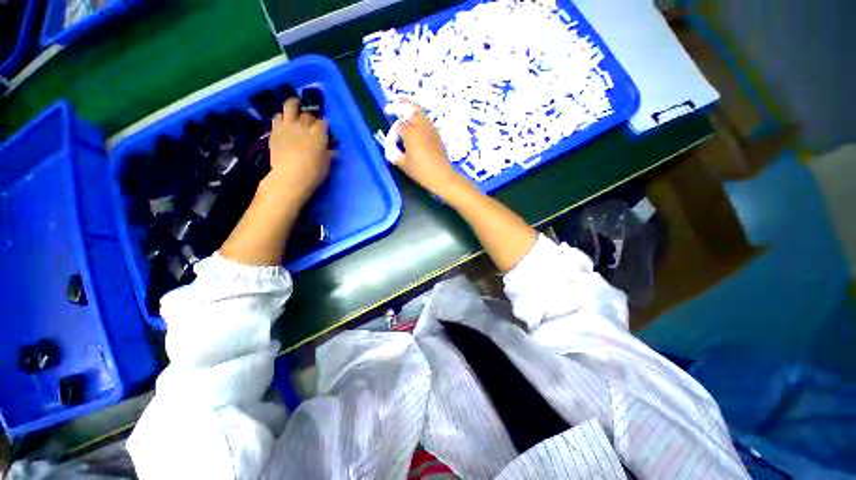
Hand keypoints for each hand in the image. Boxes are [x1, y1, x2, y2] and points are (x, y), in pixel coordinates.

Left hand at [265, 98, 330, 202]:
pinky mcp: (275, 131)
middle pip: (308, 115)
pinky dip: (282, 116)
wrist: (290, 177)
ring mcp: (288, 126)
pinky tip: (284, 120)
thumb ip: (329, 154)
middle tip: (311, 123)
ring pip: (290, 106)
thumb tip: (333, 151)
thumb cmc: (313, 173)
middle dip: (310, 118)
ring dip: (294, 105)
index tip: (325, 129)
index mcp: (318, 134)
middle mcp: (303, 126)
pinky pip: (277, 117)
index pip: (323, 123)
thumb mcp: (326, 164)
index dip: (324, 125)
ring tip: (295, 106)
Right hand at [394, 102, 466, 197]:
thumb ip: (394, 154)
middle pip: (411, 109)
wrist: (442, 176)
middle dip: (402, 104)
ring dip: (412, 109)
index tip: (392, 143)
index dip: (393, 133)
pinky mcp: (437, 135)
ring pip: (421, 113)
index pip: (398, 126)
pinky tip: (416, 124)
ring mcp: (431, 129)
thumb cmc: (421, 171)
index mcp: (411, 133)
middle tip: (395, 101)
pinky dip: (420, 118)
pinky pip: (426, 121)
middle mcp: (421, 126)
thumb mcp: (403, 164)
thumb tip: (391, 149)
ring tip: (405, 106)